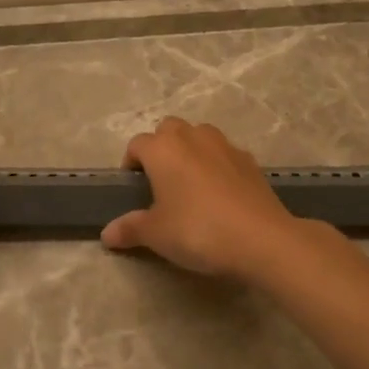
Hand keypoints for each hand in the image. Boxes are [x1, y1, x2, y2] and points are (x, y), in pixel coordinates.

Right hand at [100, 118, 305, 280]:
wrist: (260, 238)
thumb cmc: (197, 230)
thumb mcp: (156, 234)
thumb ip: (130, 229)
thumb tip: (107, 234)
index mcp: (163, 149)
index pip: (137, 144)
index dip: (131, 164)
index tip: (133, 189)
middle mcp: (192, 137)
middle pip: (169, 129)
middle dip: (161, 148)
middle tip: (160, 182)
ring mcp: (225, 145)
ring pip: (199, 136)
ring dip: (191, 151)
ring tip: (190, 184)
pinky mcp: (250, 161)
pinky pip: (224, 154)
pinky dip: (217, 165)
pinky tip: (220, 194)